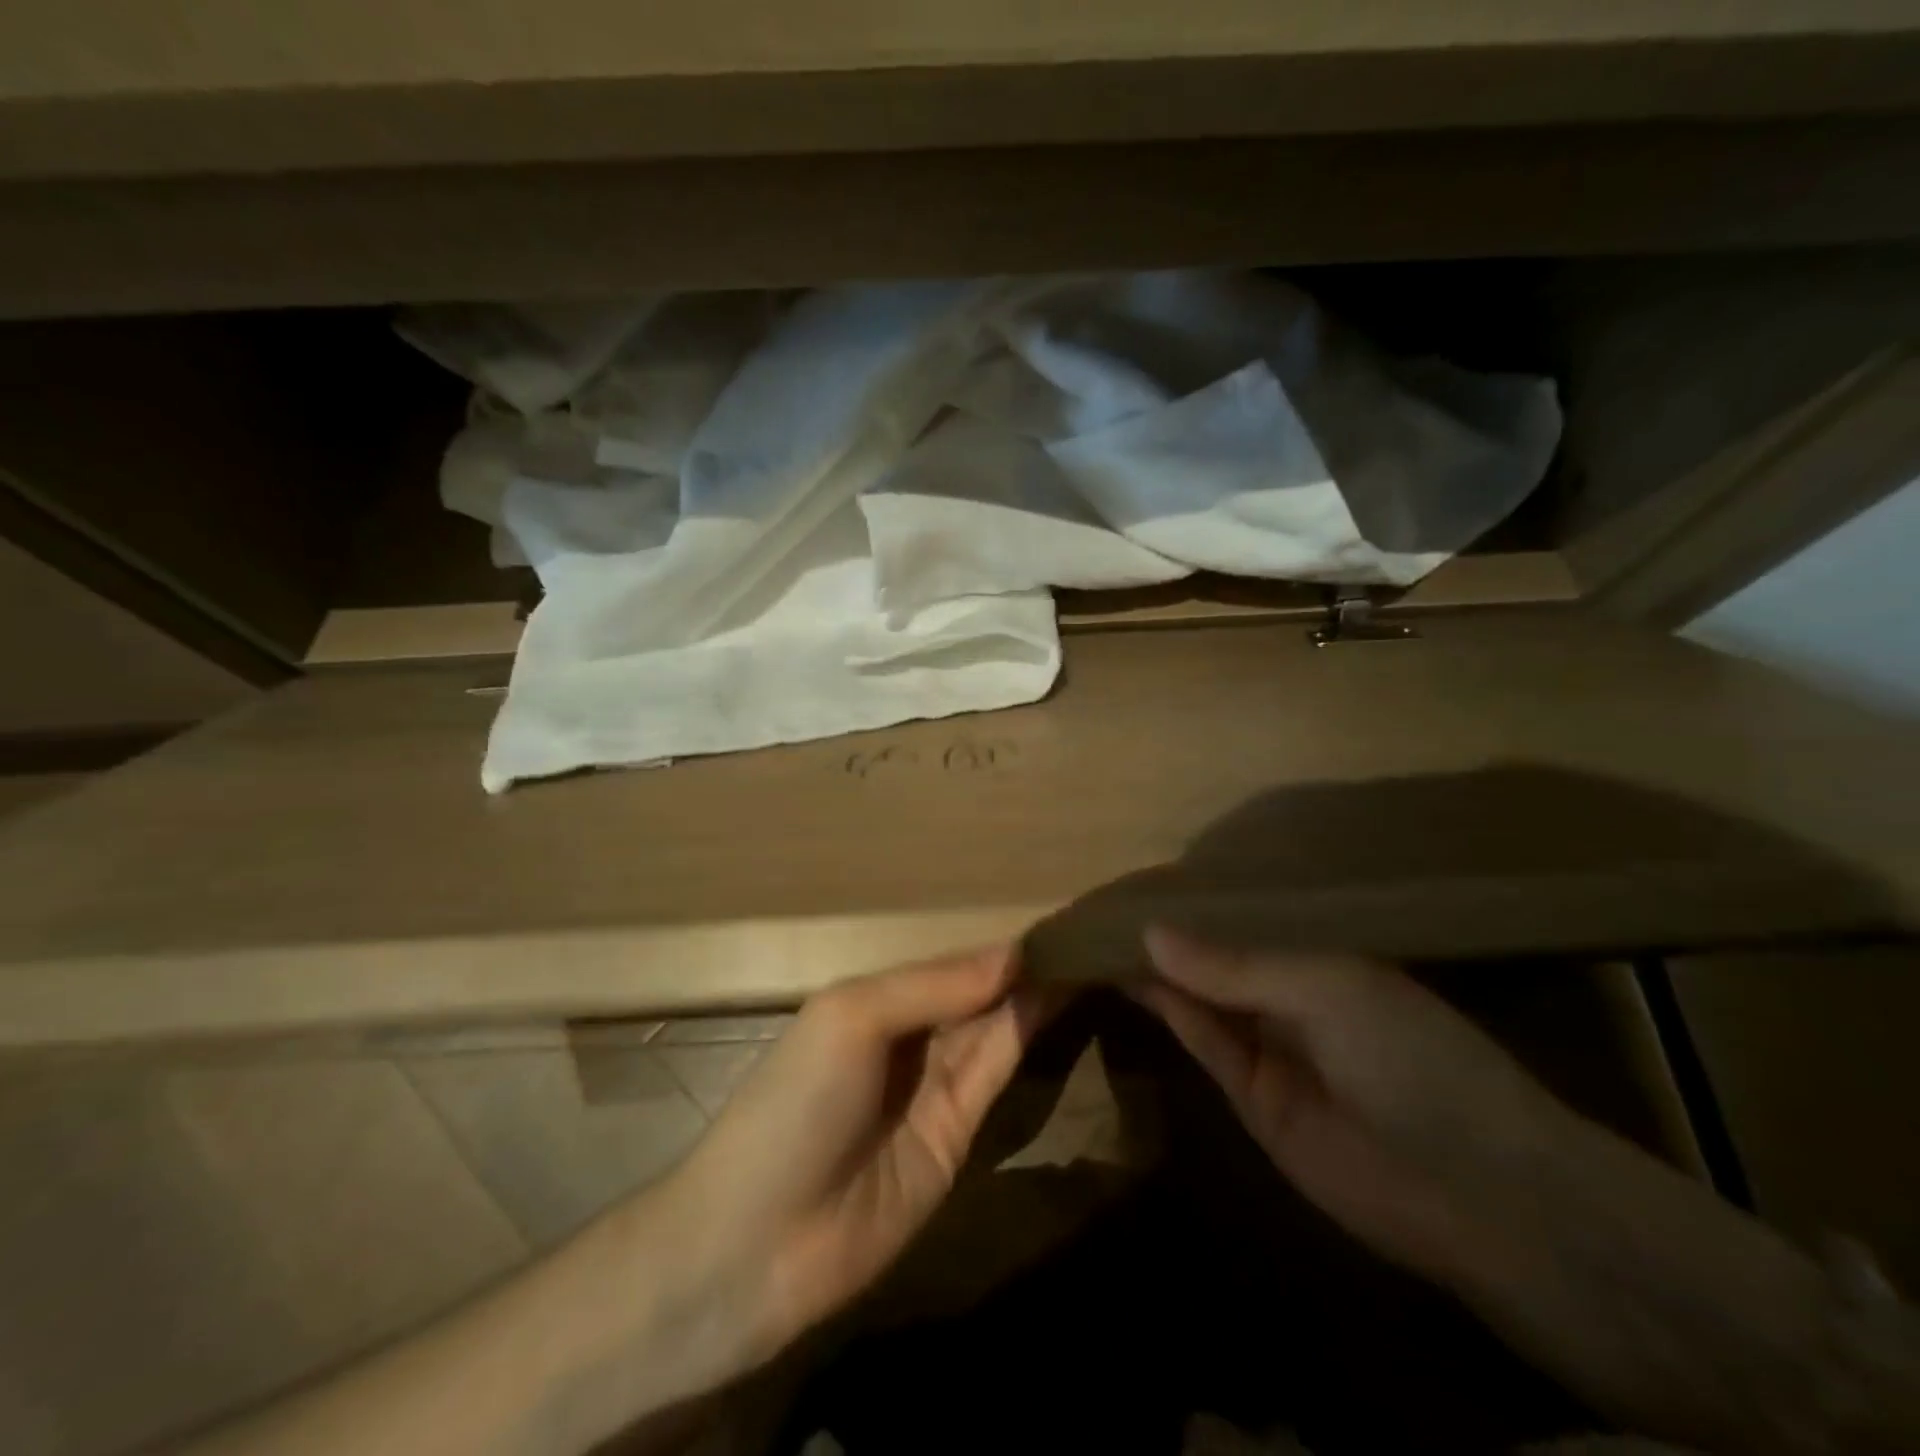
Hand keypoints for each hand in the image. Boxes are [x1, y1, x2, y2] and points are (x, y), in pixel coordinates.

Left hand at [657, 944, 1048, 1382]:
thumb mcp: (851, 1018)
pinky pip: (994, 1074)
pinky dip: (1025, 1037)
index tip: (1054, 920)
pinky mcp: (957, 1136)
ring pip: (992, 1029)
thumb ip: (932, 986)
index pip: (949, 964)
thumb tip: (1012, 953)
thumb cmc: (793, 1103)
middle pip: (975, 995)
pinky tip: (1057, 1001)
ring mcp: (934, 1088)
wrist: (759, 1242)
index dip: (995, 947)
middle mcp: (908, 1037)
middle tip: (1090, 936)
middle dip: (1021, 969)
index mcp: (874, 1000)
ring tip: (1088, 958)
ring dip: (1032, 997)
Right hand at [1134, 928, 1569, 1283]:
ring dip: (1157, 969)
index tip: (1145, 877)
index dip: (1201, 902)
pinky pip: (1201, 1041)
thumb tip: (1150, 932)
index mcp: (1324, 956)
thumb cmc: (1411, 1056)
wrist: (1473, 1191)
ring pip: (1200, 998)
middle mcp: (1292, 995)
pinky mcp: (1249, 1096)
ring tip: (1102, 931)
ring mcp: (1269, 1046)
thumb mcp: (1324, 988)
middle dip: (1170, 933)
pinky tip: (1130, 975)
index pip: (1250, 920)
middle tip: (1106, 900)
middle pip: (1218, 958)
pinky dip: (1166, 1010)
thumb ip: (1233, 966)